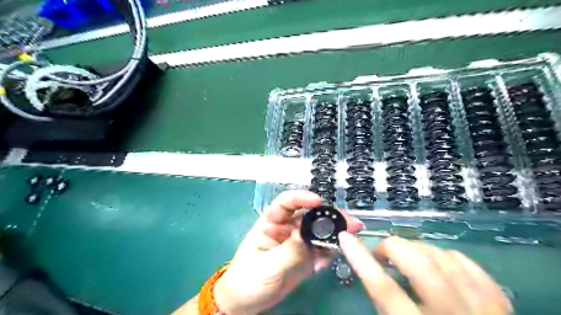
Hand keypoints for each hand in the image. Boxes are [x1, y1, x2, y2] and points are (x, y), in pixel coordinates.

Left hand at [214, 189, 363, 313]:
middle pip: (309, 215)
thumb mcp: (267, 266)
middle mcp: (286, 228)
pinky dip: (331, 250)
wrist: (246, 303)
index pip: (286, 203)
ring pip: (318, 231)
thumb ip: (289, 250)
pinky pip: (321, 249)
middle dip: (329, 216)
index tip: (318, 201)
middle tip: (349, 222)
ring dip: (335, 231)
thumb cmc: (248, 279)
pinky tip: (338, 253)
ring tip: (353, 234)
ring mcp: (297, 242)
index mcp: (271, 223)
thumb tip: (308, 234)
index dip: (301, 198)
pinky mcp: (305, 256)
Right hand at [337, 232, 511, 314]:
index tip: (345, 238)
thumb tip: (370, 271)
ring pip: (442, 258)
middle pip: (419, 265)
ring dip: (416, 249)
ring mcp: (483, 309)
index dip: (361, 259)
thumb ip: (385, 307)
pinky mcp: (500, 303)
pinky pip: (466, 263)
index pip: (384, 289)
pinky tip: (434, 260)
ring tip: (406, 257)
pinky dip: (444, 255)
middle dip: (392, 248)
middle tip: (382, 253)